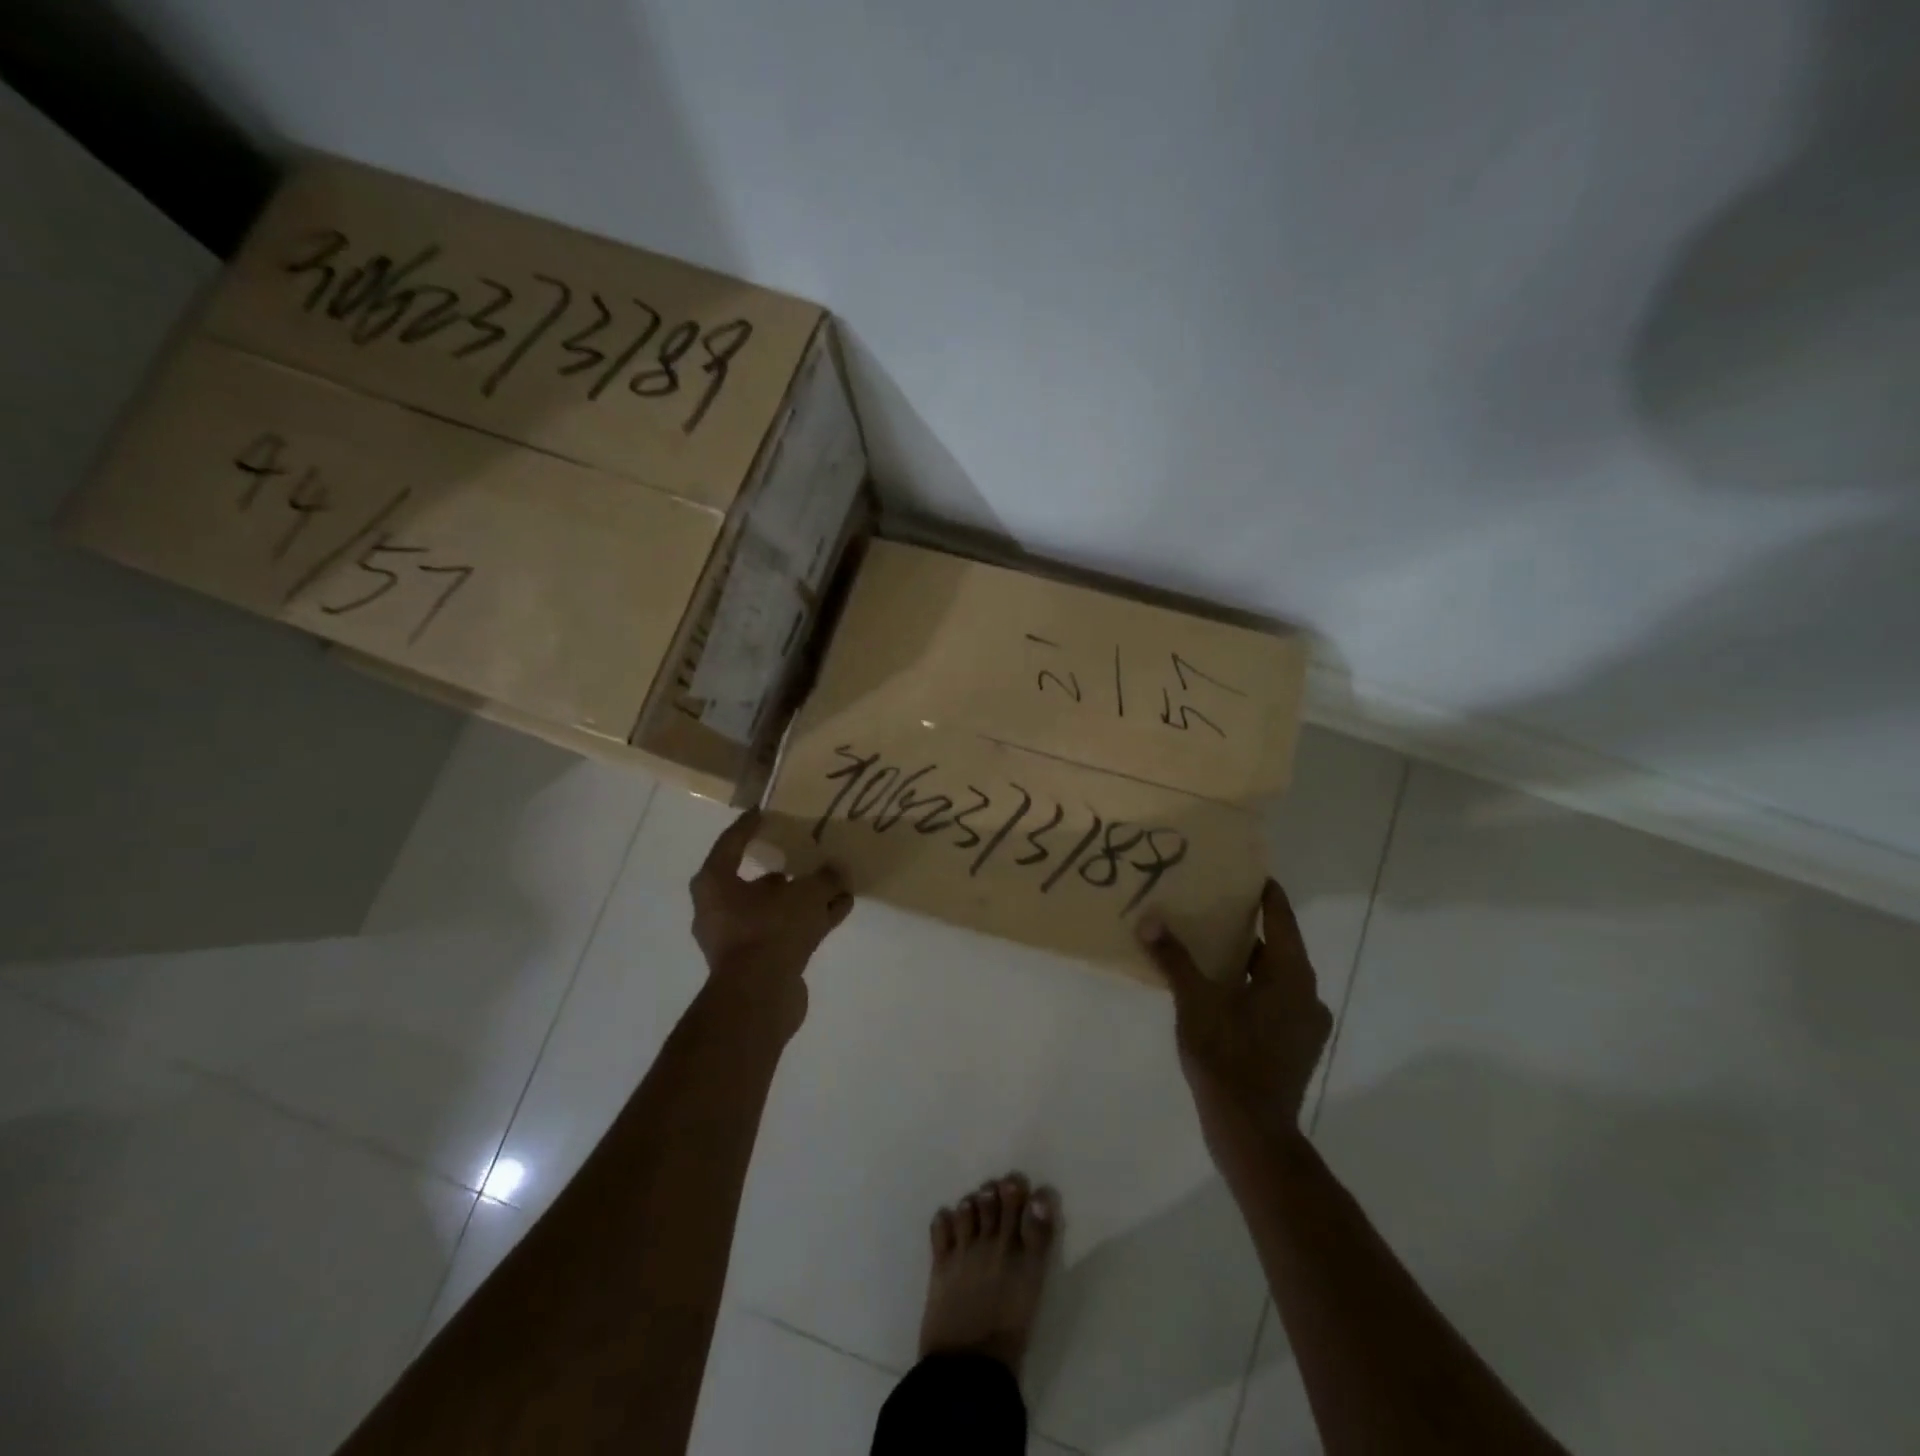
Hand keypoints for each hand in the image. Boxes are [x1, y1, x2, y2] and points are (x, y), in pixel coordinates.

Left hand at [690, 810, 853, 994]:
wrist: (760, 997)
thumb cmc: (770, 930)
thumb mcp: (805, 894)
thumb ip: (825, 877)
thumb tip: (837, 870)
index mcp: (716, 884)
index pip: (732, 843)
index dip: (750, 825)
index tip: (767, 811)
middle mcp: (721, 909)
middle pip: (757, 880)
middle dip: (786, 868)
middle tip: (809, 852)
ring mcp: (740, 937)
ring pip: (777, 907)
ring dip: (805, 896)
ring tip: (837, 882)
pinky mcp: (760, 960)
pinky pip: (788, 929)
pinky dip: (811, 919)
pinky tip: (840, 908)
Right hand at [1136, 880, 1332, 1157]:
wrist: (1252, 1133)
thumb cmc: (1228, 1058)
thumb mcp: (1195, 1002)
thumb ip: (1174, 958)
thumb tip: (1149, 919)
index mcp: (1292, 977)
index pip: (1281, 919)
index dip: (1265, 893)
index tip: (1245, 871)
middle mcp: (1306, 996)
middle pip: (1278, 947)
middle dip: (1246, 927)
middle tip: (1211, 905)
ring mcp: (1303, 1026)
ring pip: (1273, 977)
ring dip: (1245, 960)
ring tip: (1207, 945)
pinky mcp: (1294, 1048)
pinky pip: (1271, 1001)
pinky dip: (1248, 987)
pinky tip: (1217, 990)